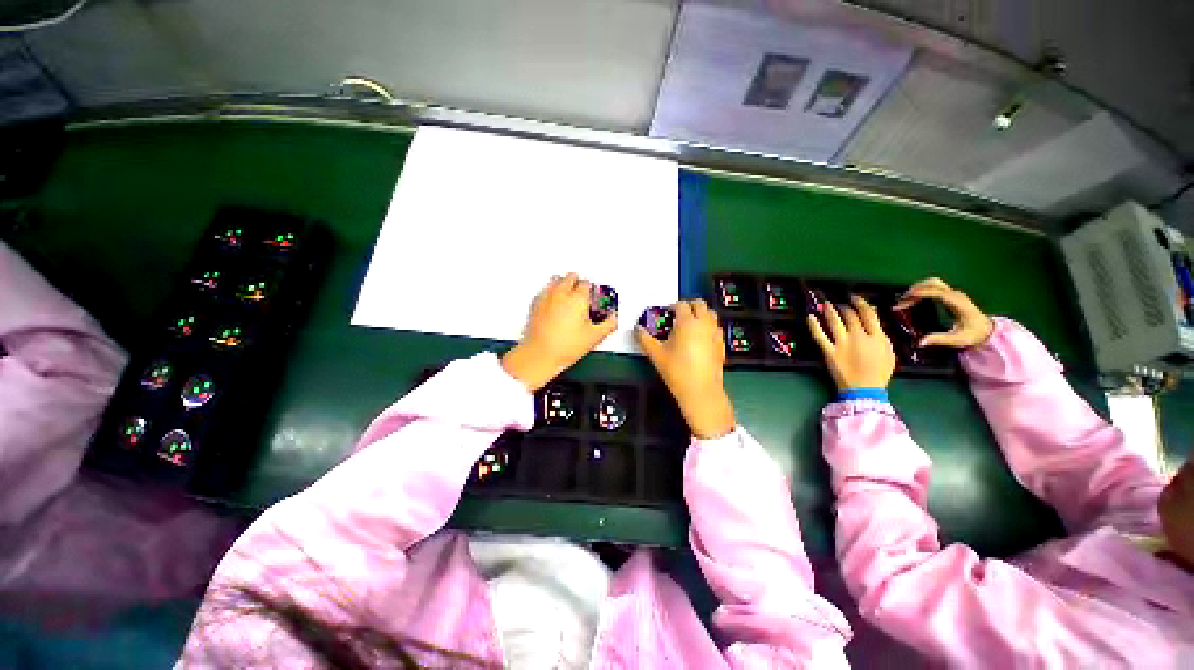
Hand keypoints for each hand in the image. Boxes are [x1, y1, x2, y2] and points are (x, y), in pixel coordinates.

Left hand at [501, 273, 616, 391]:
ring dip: (564, 283)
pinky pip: (545, 290)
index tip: (594, 297)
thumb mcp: (595, 337)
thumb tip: (613, 318)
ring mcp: (547, 297)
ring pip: (556, 279)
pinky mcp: (536, 304)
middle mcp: (561, 293)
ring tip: (569, 294)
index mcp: (578, 298)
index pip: (587, 283)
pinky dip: (551, 292)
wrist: (541, 354)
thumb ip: (609, 324)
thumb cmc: (564, 346)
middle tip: (583, 293)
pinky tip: (554, 302)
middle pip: (571, 277)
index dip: (593, 290)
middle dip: (578, 282)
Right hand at [636, 300, 735, 439]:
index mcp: (687, 322)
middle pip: (700, 305)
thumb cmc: (676, 371)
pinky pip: (716, 328)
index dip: (673, 305)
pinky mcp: (721, 345)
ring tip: (690, 324)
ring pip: (711, 314)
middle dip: (689, 305)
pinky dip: (709, 327)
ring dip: (701, 314)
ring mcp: (715, 334)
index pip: (681, 305)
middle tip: (679, 314)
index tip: (667, 311)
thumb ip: (644, 338)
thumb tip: (637, 329)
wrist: (699, 390)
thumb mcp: (655, 354)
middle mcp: (703, 324)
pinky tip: (700, 337)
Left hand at [808, 295, 896, 391]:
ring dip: (829, 311)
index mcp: (877, 337)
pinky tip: (810, 317)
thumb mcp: (889, 354)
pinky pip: (819, 335)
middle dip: (844, 307)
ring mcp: (842, 344)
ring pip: (834, 322)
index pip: (868, 314)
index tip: (854, 297)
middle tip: (839, 304)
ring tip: (825, 305)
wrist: (864, 389)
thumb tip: (874, 323)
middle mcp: (859, 337)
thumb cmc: (879, 373)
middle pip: (850, 316)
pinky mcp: (829, 351)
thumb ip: (881, 337)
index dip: (860, 303)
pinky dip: (813, 325)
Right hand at [894, 277, 993, 348]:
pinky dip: (922, 289)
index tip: (906, 298)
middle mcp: (956, 295)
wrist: (986, 330)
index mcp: (958, 303)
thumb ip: (939, 340)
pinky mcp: (950, 294)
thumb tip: (920, 343)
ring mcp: (953, 293)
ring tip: (905, 299)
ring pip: (933, 282)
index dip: (922, 293)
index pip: (938, 293)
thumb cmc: (973, 335)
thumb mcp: (957, 340)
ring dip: (918, 288)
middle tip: (902, 301)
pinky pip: (934, 287)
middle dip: (916, 289)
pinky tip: (914, 298)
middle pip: (934, 283)